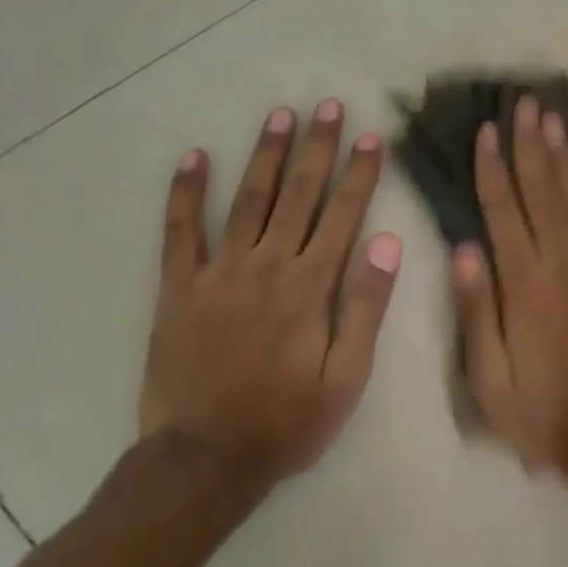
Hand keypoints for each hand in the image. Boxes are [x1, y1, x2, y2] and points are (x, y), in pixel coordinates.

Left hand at [140, 101, 401, 493]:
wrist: (204, 460)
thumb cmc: (287, 421)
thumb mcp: (346, 376)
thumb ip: (366, 306)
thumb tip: (387, 242)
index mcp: (310, 286)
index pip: (342, 215)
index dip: (359, 173)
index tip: (371, 137)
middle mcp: (266, 266)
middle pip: (298, 195)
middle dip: (317, 148)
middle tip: (329, 106)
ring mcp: (218, 273)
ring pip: (248, 200)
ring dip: (267, 155)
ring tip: (281, 116)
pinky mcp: (180, 288)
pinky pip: (181, 232)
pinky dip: (187, 193)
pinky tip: (196, 158)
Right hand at [451, 94, 567, 472]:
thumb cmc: (544, 413)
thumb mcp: (488, 378)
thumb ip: (476, 310)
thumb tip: (465, 249)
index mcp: (524, 283)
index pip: (502, 211)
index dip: (492, 169)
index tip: (486, 131)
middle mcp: (563, 262)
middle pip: (541, 191)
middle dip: (529, 145)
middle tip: (522, 103)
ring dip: (564, 159)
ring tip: (552, 120)